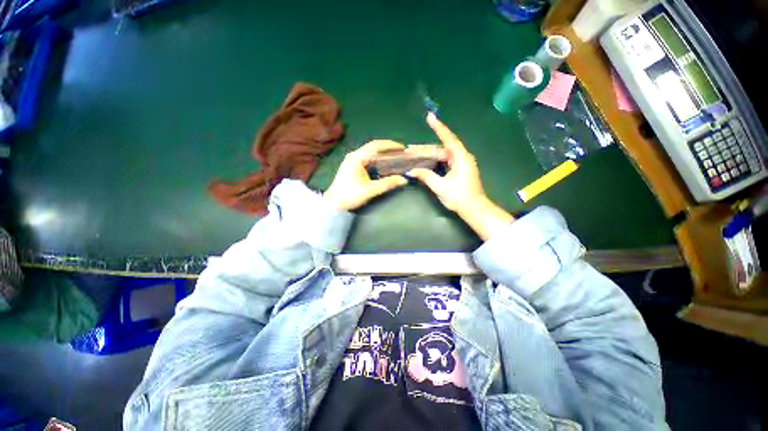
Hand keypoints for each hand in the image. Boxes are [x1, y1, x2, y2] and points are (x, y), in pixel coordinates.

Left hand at [324, 140, 408, 210]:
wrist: (334, 204)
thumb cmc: (350, 195)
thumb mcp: (370, 190)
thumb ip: (387, 184)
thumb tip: (404, 180)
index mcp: (357, 158)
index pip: (375, 146)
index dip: (390, 145)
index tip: (402, 148)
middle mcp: (354, 155)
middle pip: (373, 147)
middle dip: (387, 148)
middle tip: (401, 152)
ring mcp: (352, 160)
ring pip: (370, 152)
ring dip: (382, 153)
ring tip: (395, 156)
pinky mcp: (352, 166)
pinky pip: (367, 158)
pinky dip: (377, 159)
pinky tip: (384, 163)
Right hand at [408, 113, 513, 239]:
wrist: (474, 209)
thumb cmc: (459, 196)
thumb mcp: (440, 186)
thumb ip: (426, 176)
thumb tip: (411, 171)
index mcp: (461, 158)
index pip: (448, 138)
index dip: (438, 127)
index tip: (430, 117)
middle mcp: (463, 157)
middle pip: (443, 148)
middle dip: (427, 147)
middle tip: (411, 148)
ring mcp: (462, 164)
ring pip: (444, 154)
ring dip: (430, 154)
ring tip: (416, 154)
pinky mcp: (461, 170)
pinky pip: (447, 160)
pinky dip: (436, 160)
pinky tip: (427, 161)